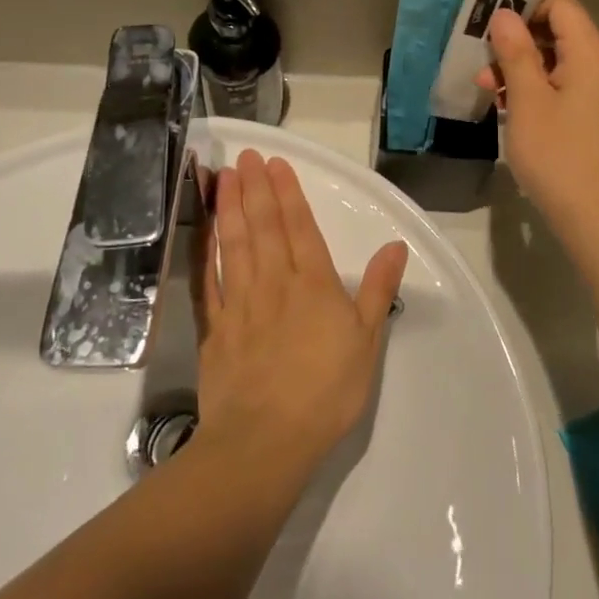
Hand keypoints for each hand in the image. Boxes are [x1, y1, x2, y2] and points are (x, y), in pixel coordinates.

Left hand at [192, 150, 407, 479]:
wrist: (264, 442)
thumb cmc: (325, 392)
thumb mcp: (366, 341)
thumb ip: (378, 289)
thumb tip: (395, 245)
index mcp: (313, 284)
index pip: (300, 227)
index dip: (288, 193)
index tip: (276, 163)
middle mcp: (274, 282)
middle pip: (263, 226)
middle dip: (255, 188)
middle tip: (245, 156)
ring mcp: (240, 303)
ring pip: (233, 244)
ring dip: (228, 207)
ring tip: (223, 177)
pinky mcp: (215, 328)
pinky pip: (208, 280)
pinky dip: (205, 251)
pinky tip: (202, 232)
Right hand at [479, 0, 598, 240]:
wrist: (594, 217)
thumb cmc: (558, 154)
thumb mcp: (528, 100)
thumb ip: (516, 52)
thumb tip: (504, 14)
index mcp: (590, 52)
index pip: (560, 3)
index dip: (526, 3)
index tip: (491, 19)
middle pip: (556, 29)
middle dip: (516, 38)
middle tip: (480, 54)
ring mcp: (596, 91)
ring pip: (554, 59)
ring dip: (519, 65)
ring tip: (485, 84)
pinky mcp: (589, 114)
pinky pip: (559, 84)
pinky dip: (532, 87)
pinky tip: (504, 103)